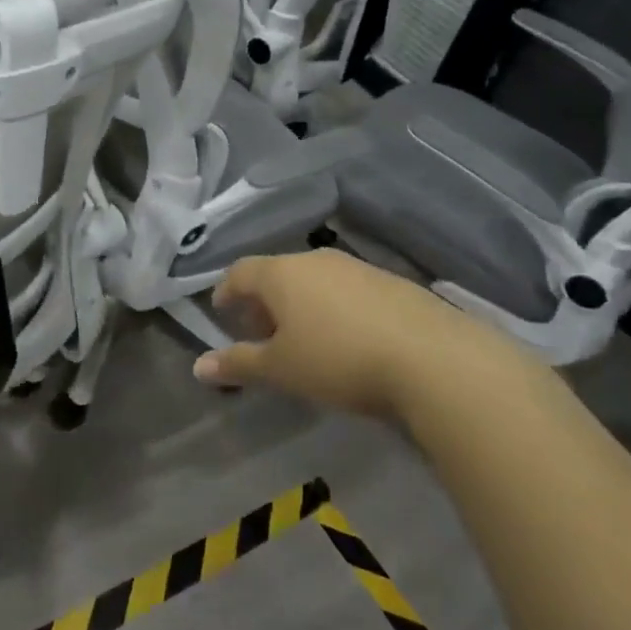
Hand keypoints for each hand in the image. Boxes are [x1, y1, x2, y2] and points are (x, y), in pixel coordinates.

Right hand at [194, 249, 480, 418]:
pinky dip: (334, 309)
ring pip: (314, 280)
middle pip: (277, 273)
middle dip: (263, 301)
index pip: (239, 272)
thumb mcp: (281, 369)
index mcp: (281, 273)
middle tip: (260, 333)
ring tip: (303, 340)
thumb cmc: (338, 360)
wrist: (432, 359)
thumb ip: (238, 364)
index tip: (221, 313)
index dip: (226, 292)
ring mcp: (356, 268)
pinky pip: (347, 290)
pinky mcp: (391, 282)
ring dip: (300, 305)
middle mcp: (315, 260)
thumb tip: (198, 367)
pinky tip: (347, 340)